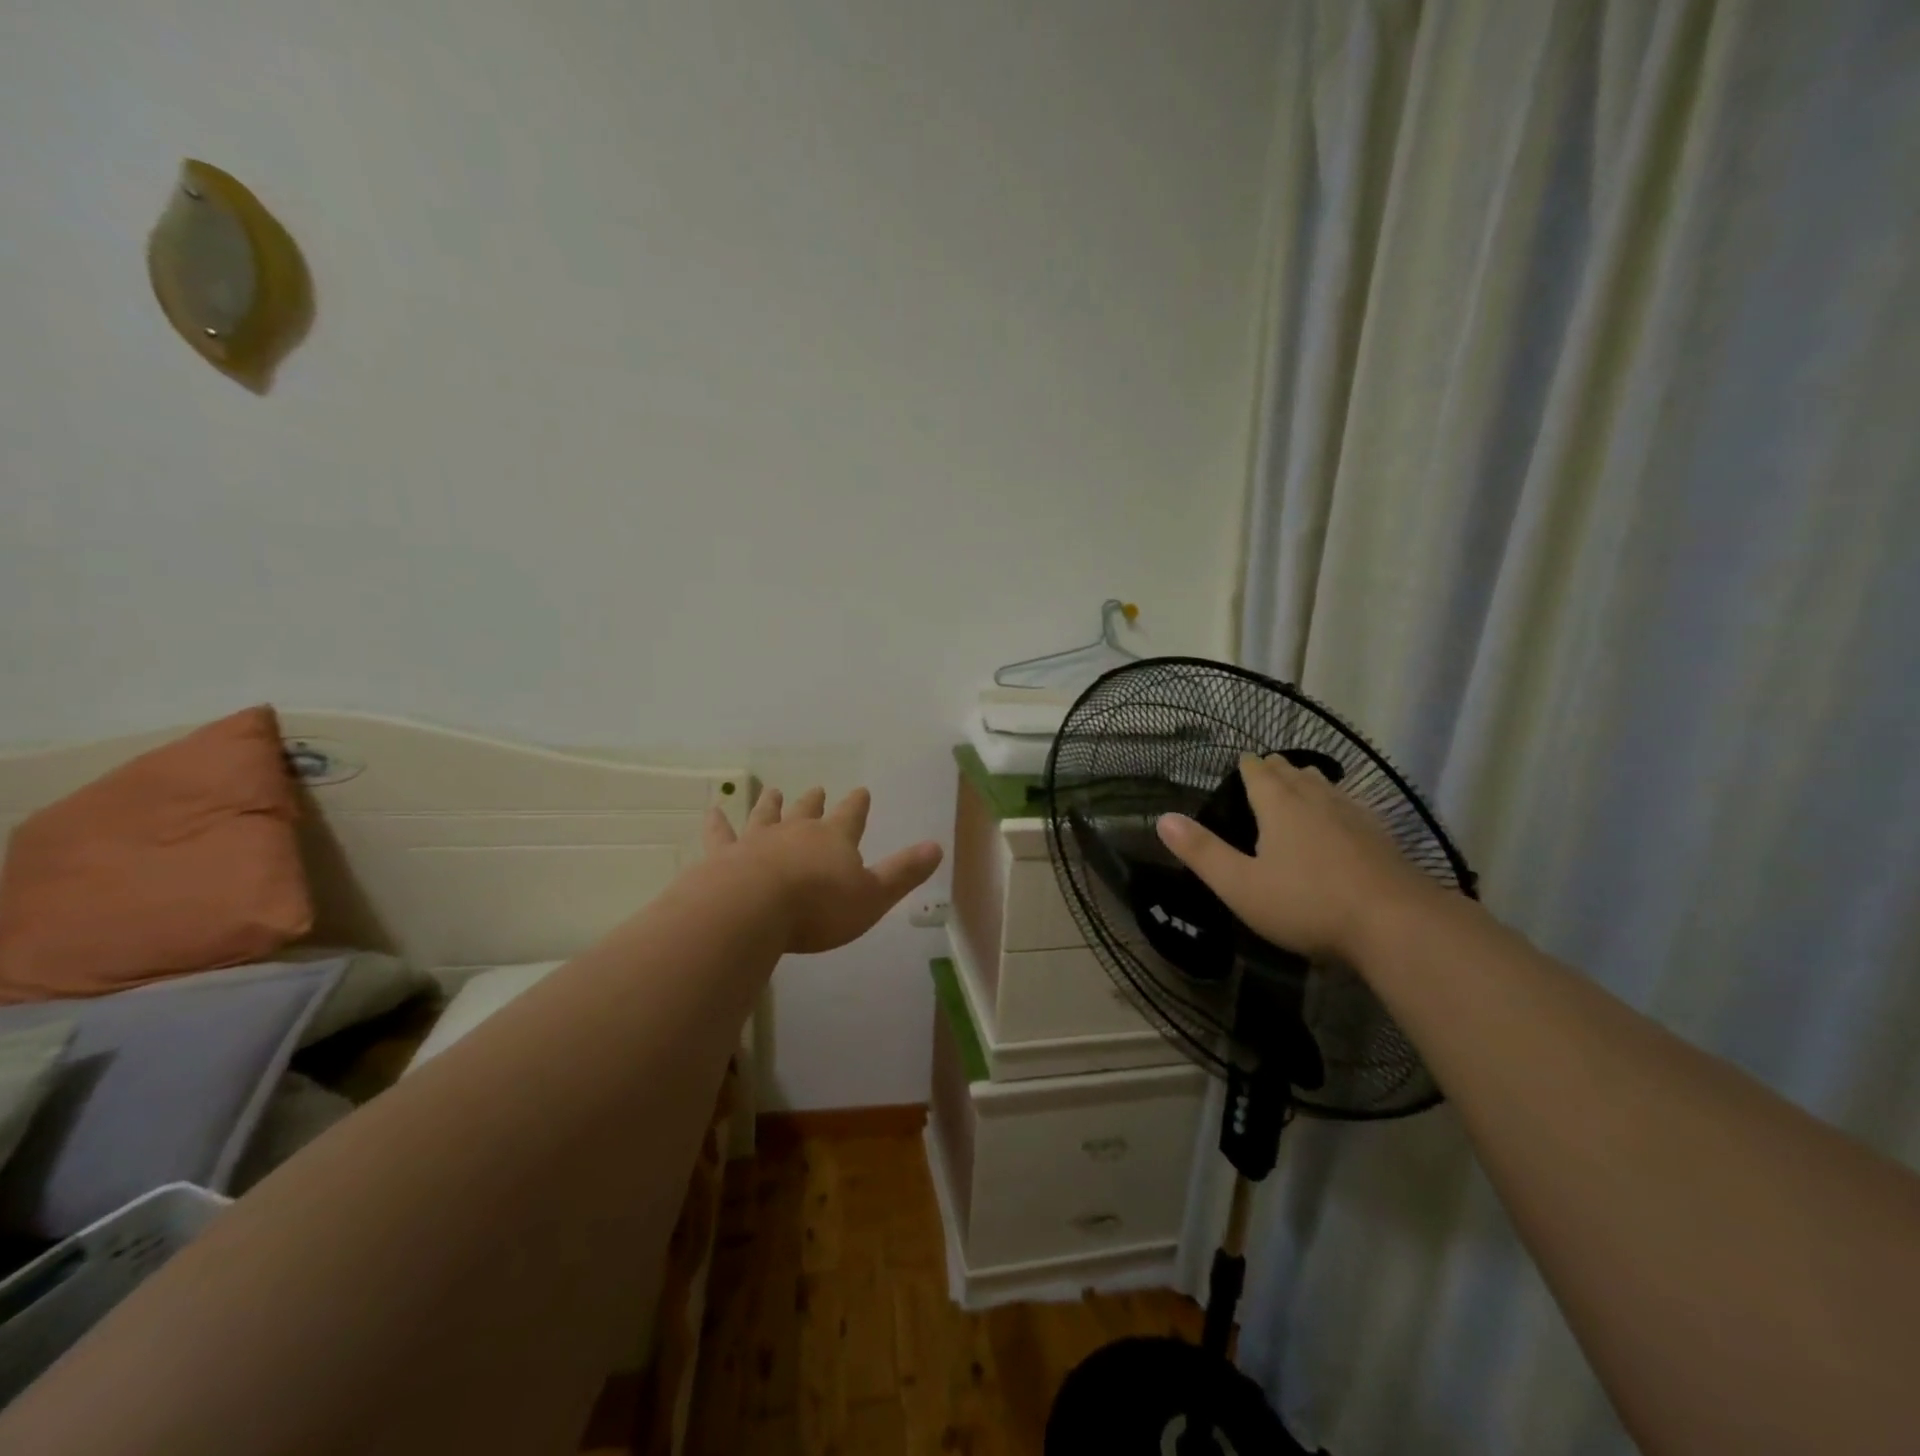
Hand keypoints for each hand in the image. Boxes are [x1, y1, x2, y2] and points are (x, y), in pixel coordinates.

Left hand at [704, 785, 942, 954]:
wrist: (752, 910)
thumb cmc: (818, 907)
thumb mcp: (873, 896)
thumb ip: (903, 873)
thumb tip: (937, 847)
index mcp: (834, 839)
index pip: (851, 816)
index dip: (857, 805)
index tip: (860, 791)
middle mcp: (795, 831)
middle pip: (807, 811)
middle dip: (814, 801)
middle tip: (816, 788)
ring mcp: (757, 841)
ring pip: (766, 816)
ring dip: (770, 804)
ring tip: (771, 791)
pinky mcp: (723, 856)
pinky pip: (721, 835)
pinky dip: (718, 823)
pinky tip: (713, 812)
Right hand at [1156, 752, 1437, 963]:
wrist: (1398, 925)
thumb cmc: (1308, 904)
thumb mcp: (1240, 885)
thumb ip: (1201, 852)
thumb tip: (1162, 818)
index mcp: (1280, 806)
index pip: (1258, 772)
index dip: (1246, 766)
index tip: (1239, 762)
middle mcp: (1317, 800)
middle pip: (1293, 773)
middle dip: (1276, 769)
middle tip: (1265, 770)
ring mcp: (1355, 816)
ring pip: (1326, 786)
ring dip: (1308, 782)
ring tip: (1301, 784)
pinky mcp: (1382, 838)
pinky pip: (1352, 807)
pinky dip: (1337, 804)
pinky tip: (1343, 820)